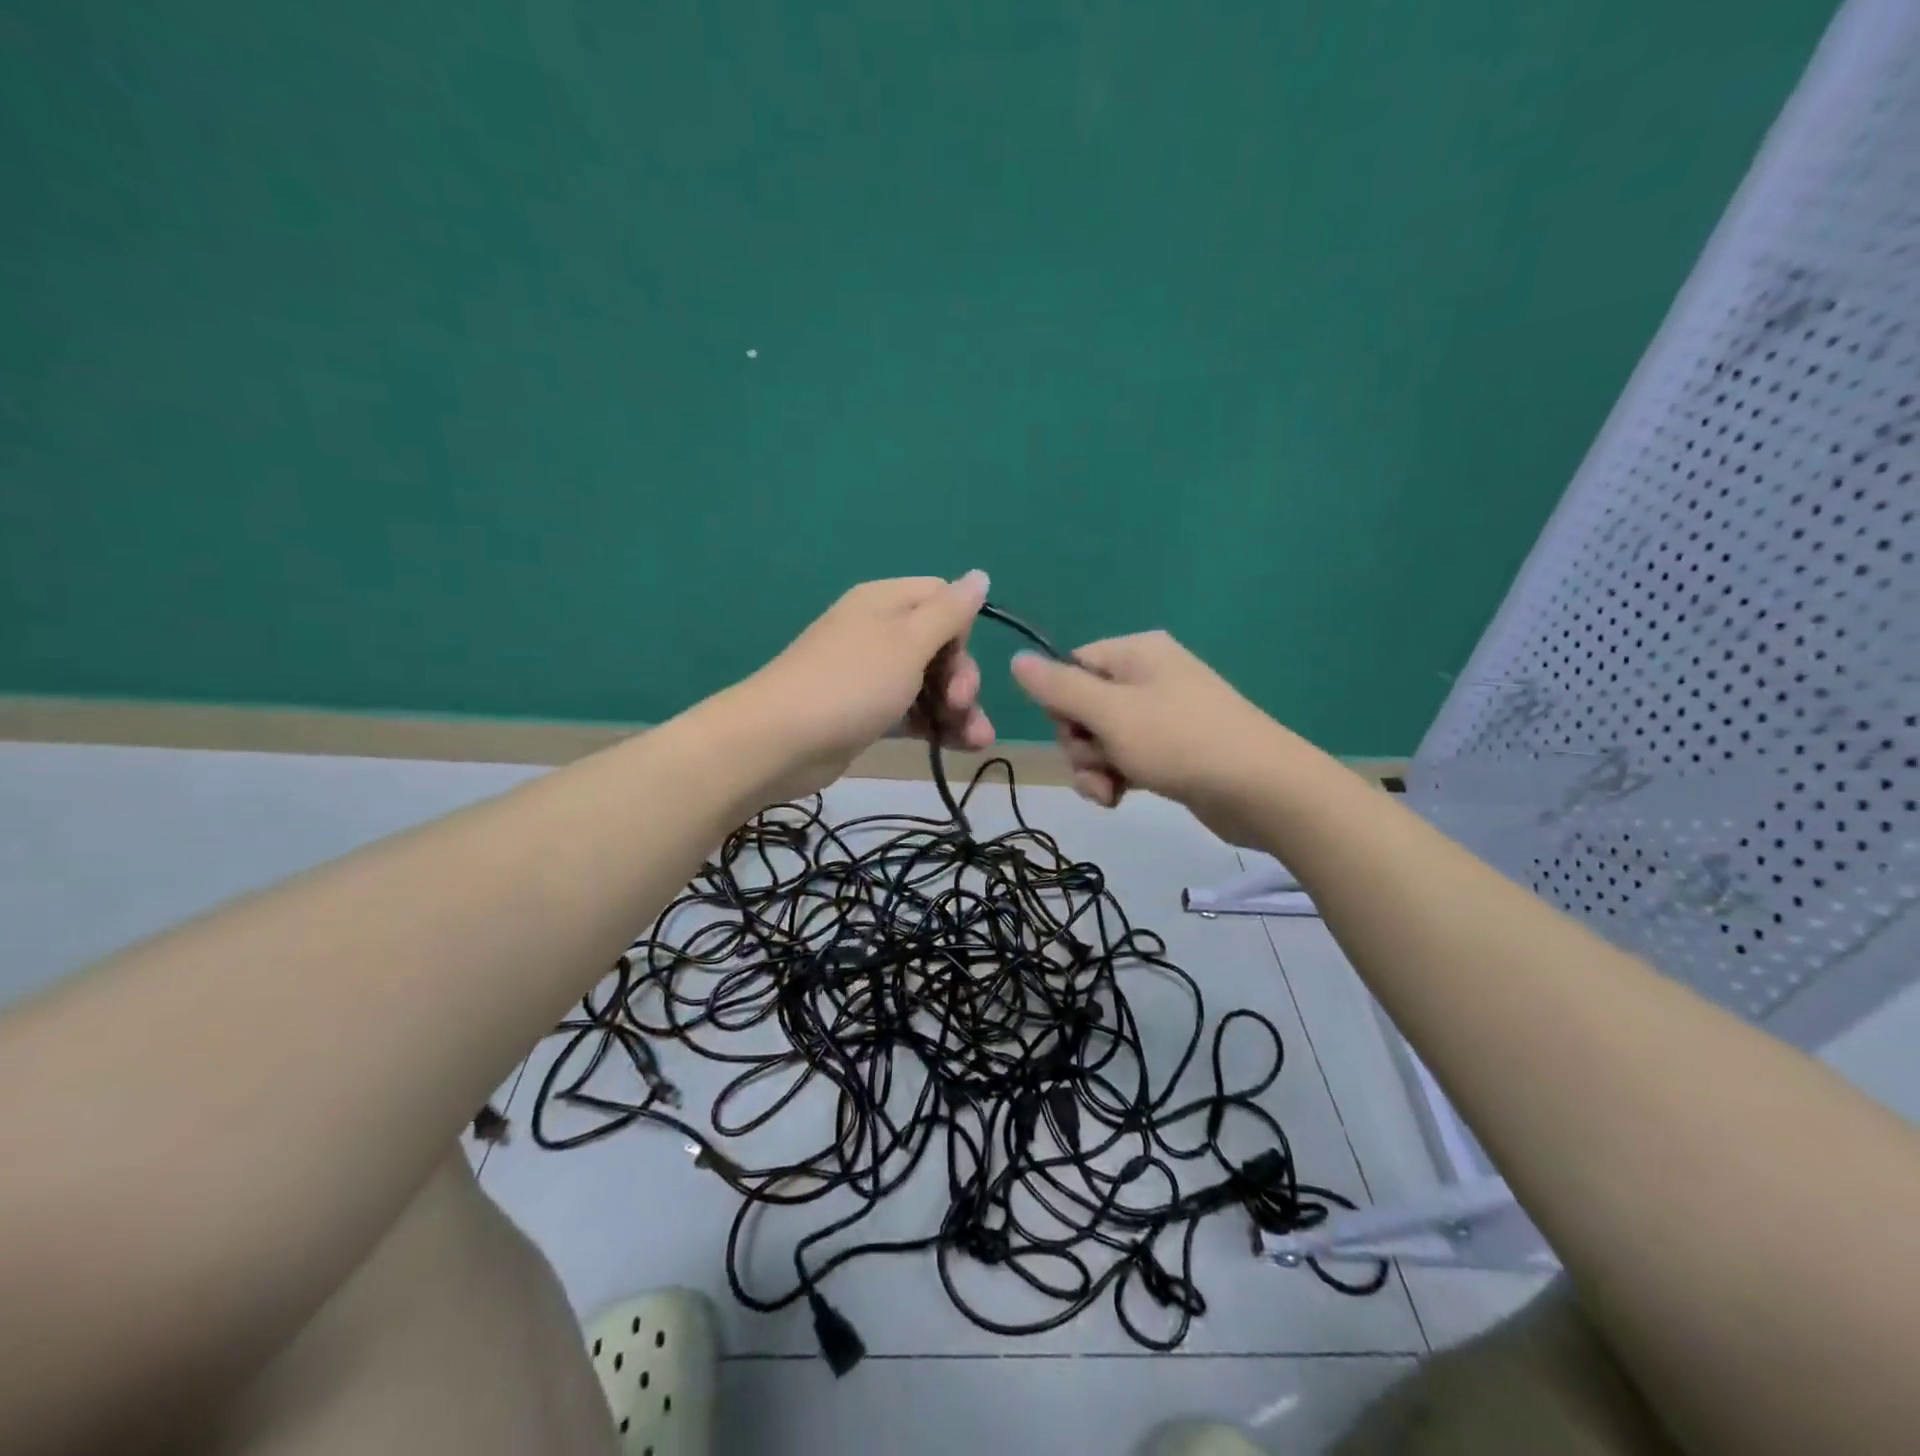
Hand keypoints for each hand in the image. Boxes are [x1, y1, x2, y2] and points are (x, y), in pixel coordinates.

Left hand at [739, 572, 993, 798]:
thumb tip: (980, 575)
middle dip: (962, 676)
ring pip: (929, 683)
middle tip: (960, 705)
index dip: (961, 629)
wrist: (779, 742)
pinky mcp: (866, 713)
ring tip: (978, 740)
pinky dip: (935, 725)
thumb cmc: (851, 683)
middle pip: (940, 645)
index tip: (957, 659)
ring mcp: (871, 675)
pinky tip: (960, 746)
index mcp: (885, 602)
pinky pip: (912, 711)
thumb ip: (949, 611)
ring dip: (958, 709)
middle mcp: (879, 632)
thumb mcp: (908, 642)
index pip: (941, 599)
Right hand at [1009, 631, 1294, 844]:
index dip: (1060, 703)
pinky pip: (1124, 759)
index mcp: (1136, 653)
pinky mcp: (1171, 751)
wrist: (1262, 790)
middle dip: (1079, 744)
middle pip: (1082, 707)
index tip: (1073, 730)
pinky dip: (1116, 779)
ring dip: (1093, 768)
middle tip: (1097, 765)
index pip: (1071, 666)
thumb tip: (1017, 660)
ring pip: (1100, 739)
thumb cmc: (1180, 741)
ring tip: (1110, 790)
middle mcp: (1147, 678)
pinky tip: (1119, 799)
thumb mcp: (1110, 713)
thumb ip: (1059, 688)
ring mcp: (1162, 716)